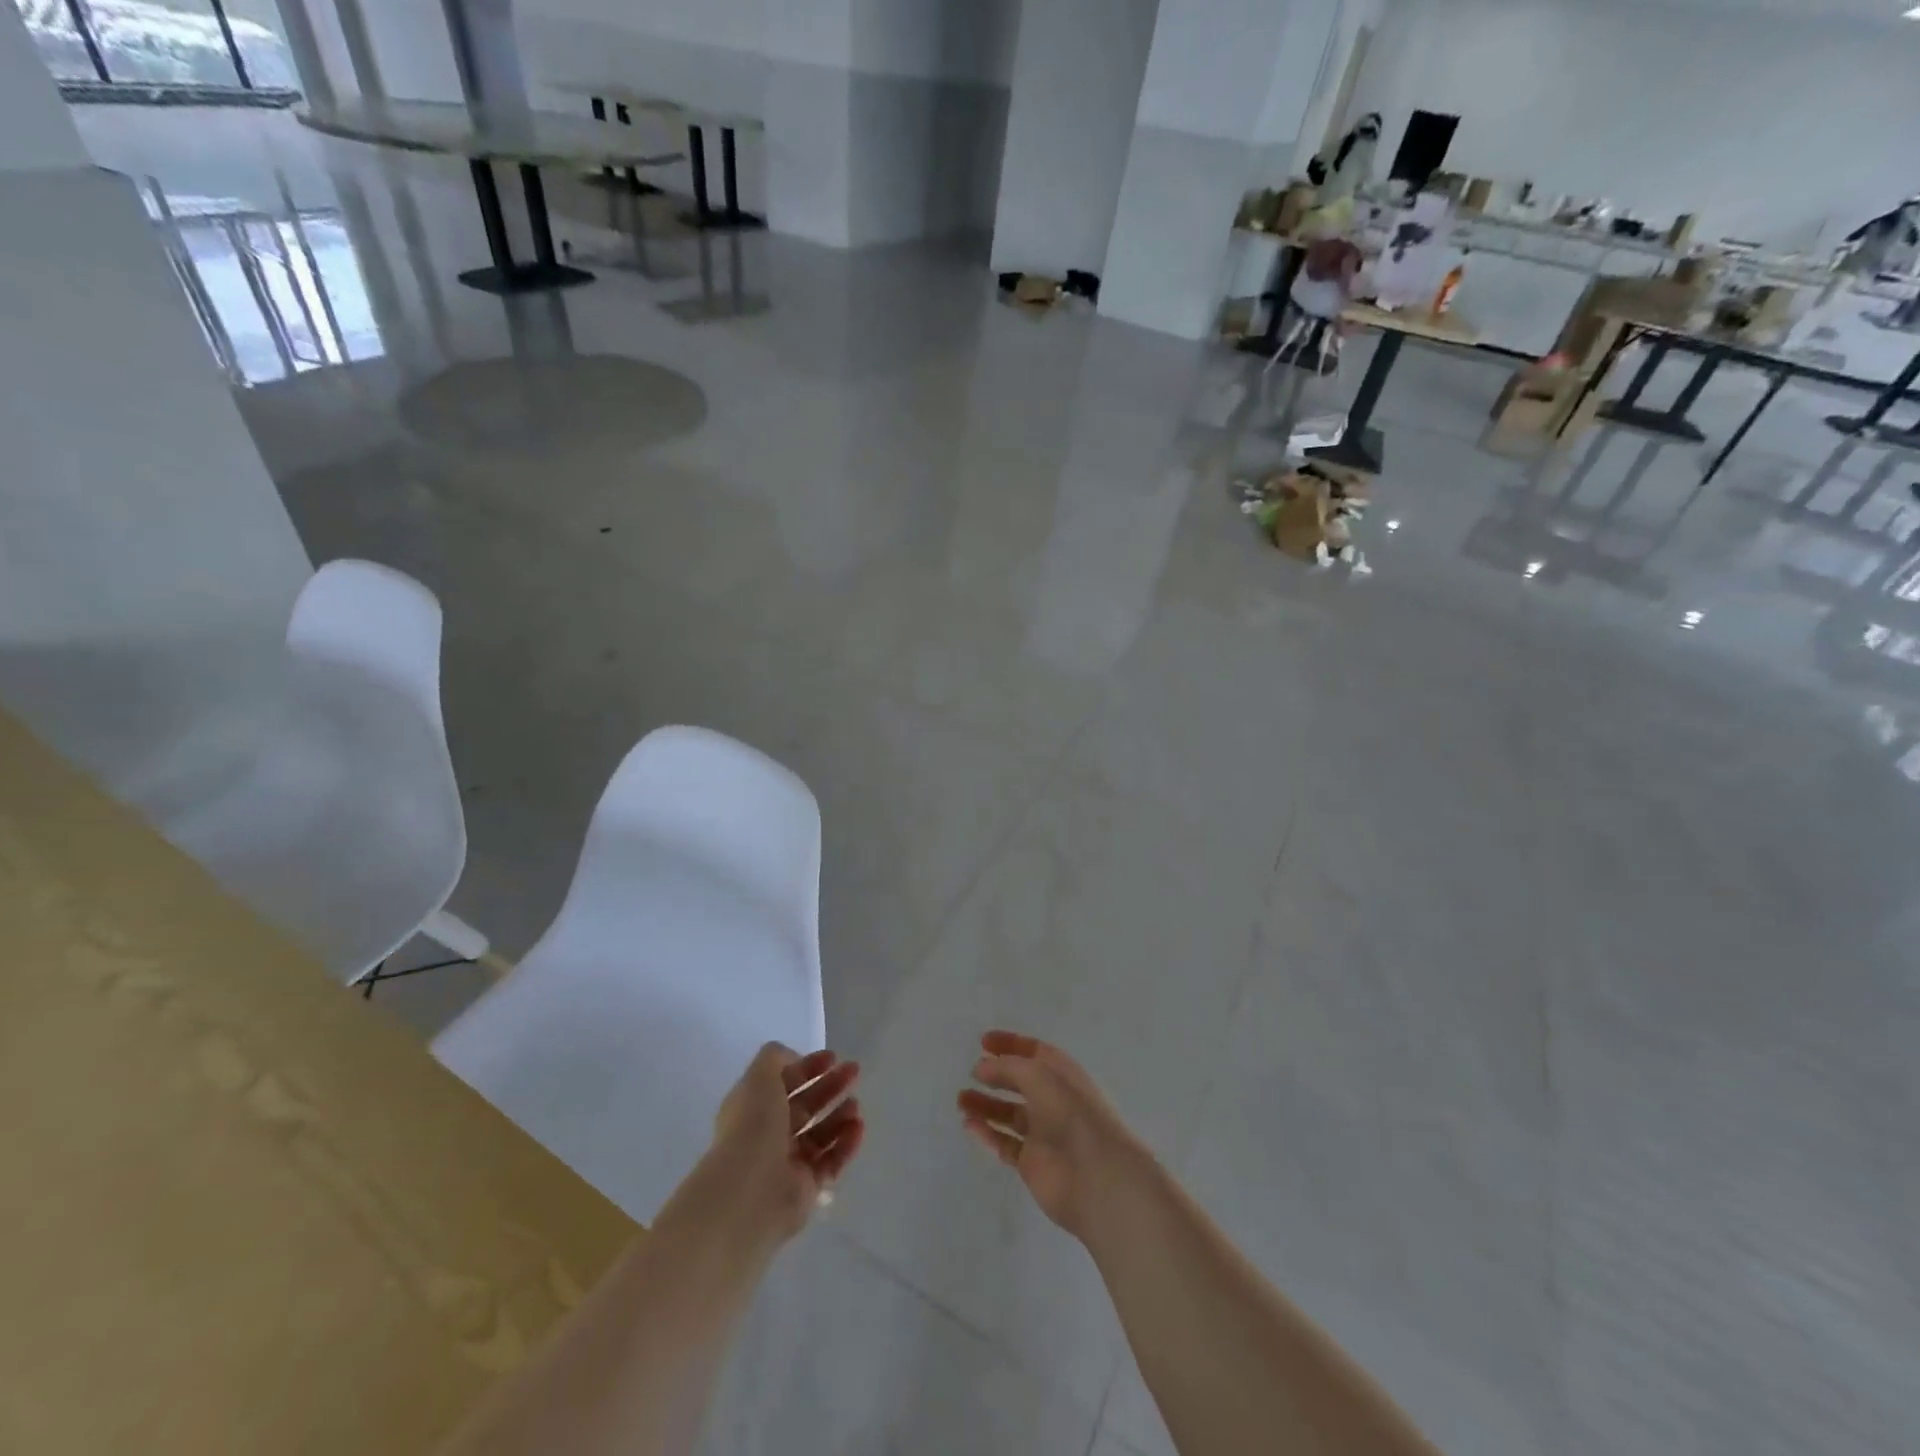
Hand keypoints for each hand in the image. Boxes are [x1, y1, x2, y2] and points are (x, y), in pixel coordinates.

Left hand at [685, 1043, 863, 1249]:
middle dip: (831, 1086)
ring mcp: (788, 1162)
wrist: (748, 1192)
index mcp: (754, 1107)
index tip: (833, 1057)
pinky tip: (858, 1128)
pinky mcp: (806, 1188)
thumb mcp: (759, 1078)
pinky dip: (846, 1144)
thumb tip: (794, 1059)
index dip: (808, 1067)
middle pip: (806, 1105)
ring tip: (855, 1105)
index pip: (785, 1082)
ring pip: (821, 1133)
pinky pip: (831, 1161)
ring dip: (840, 1115)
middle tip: (854, 1071)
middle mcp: (770, 1134)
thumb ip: (775, 1058)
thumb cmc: (752, 1127)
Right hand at [957, 1029, 1147, 1240]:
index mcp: (1062, 1074)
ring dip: (985, 1105)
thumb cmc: (1071, 1114)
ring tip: (961, 1099)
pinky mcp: (1032, 1162)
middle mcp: (1052, 1100)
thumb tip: (980, 1067)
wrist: (1096, 1177)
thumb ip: (1007, 1067)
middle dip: (995, 1075)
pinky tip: (968, 1124)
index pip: (1034, 1051)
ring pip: (1009, 1113)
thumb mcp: (1038, 1075)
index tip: (982, 1042)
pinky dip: (987, 1133)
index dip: (1010, 1044)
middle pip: (1019, 1082)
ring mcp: (1042, 1132)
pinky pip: (1004, 1143)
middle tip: (970, 1072)